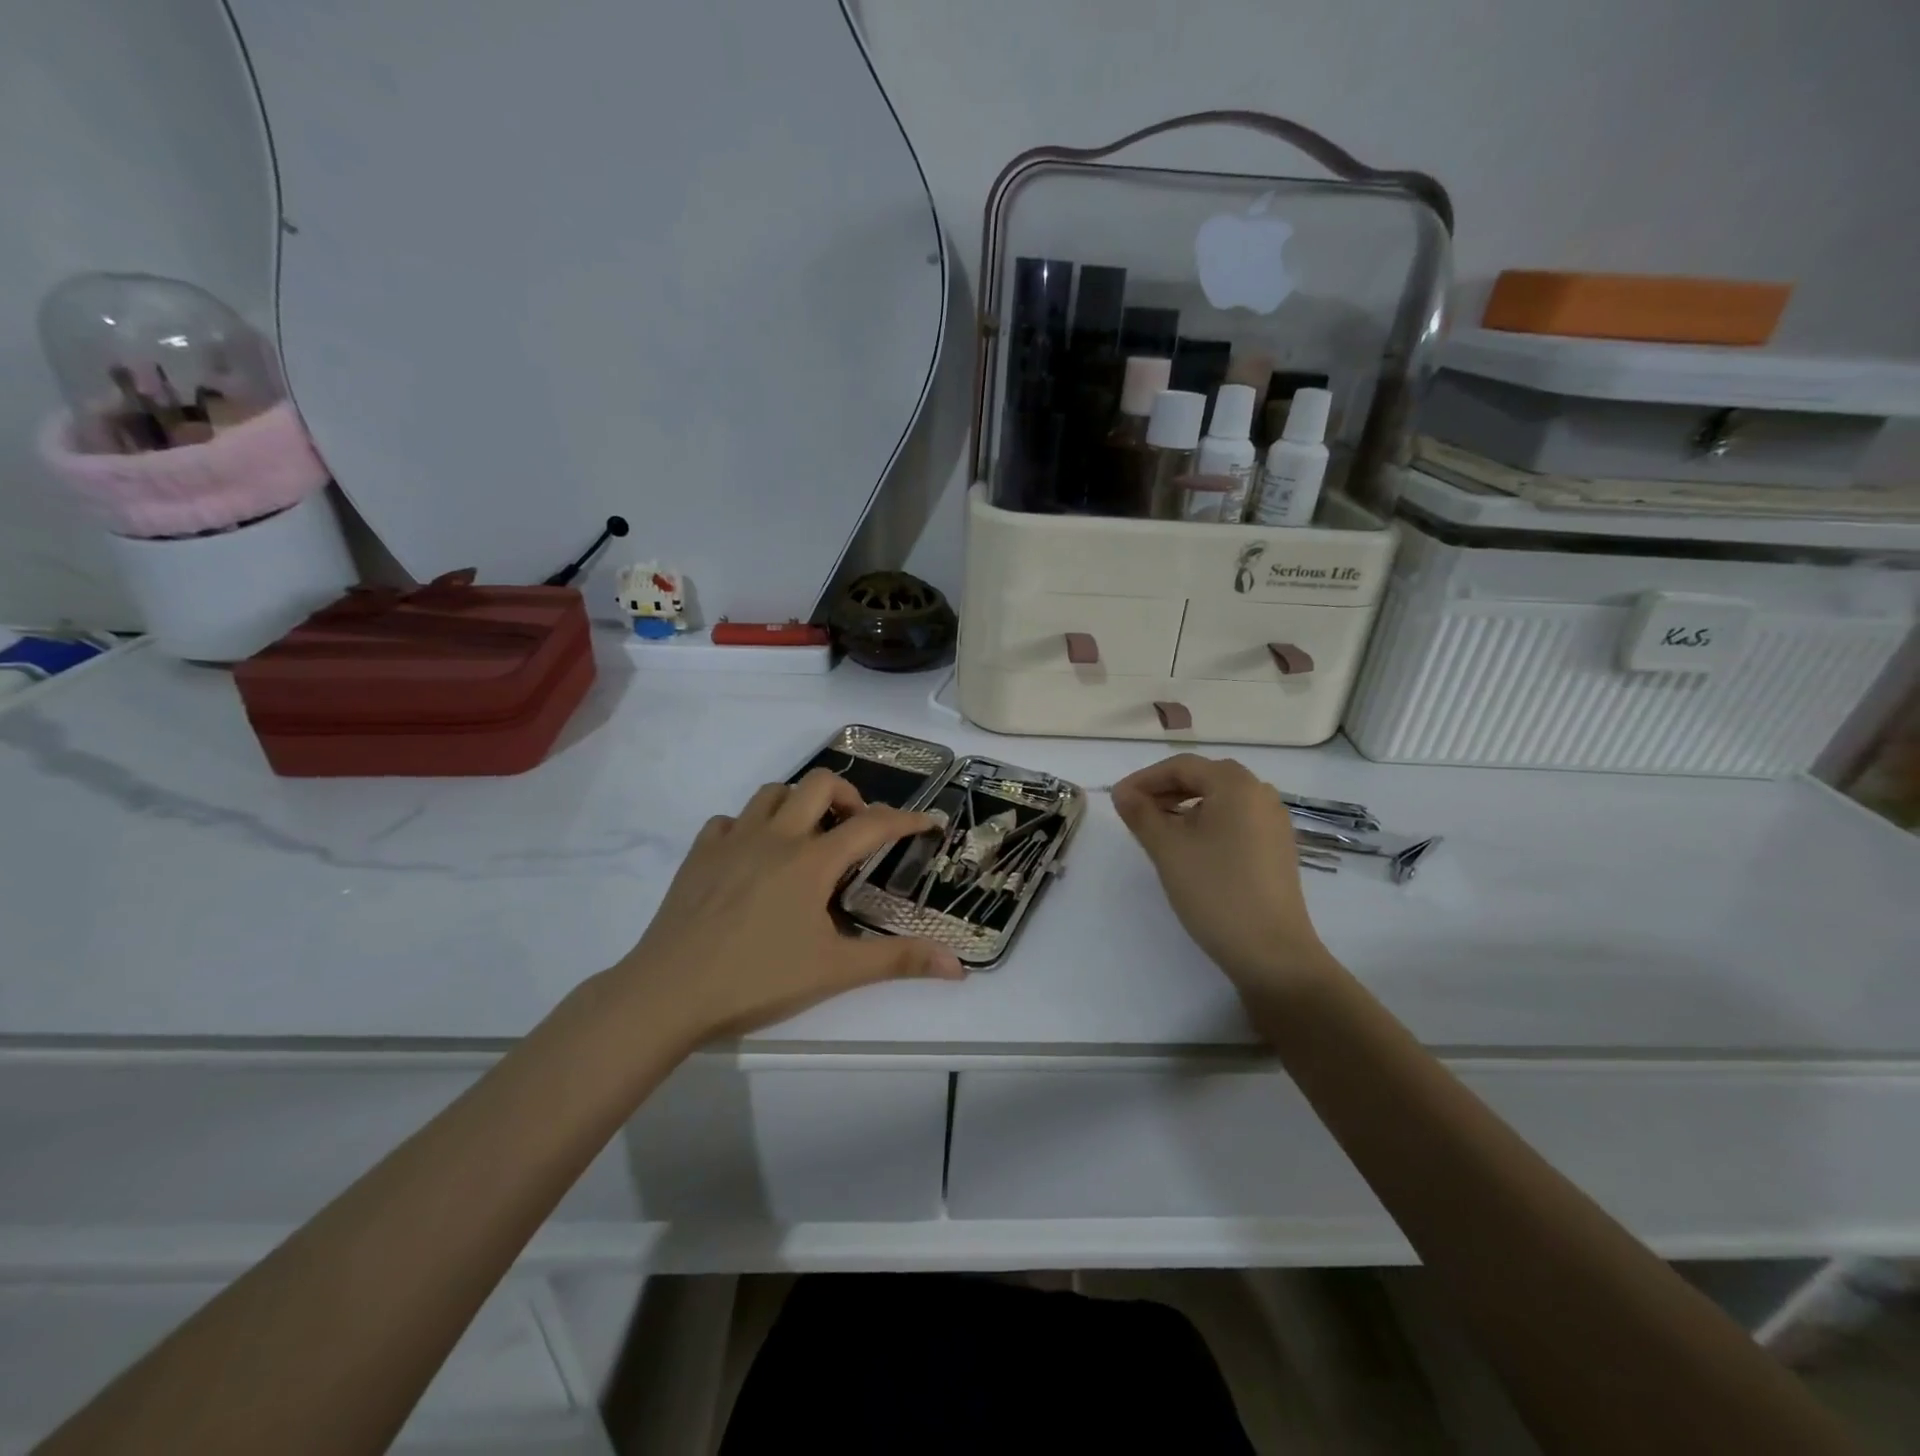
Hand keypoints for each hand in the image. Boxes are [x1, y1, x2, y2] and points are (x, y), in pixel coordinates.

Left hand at [612, 770, 964, 1042]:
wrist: (668, 993)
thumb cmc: (758, 980)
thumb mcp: (835, 971)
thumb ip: (898, 961)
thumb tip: (959, 968)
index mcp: (812, 860)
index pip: (872, 824)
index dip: (906, 819)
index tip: (928, 822)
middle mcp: (775, 836)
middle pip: (820, 784)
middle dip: (849, 796)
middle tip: (857, 830)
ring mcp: (733, 840)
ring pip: (773, 792)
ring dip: (800, 803)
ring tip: (809, 837)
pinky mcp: (700, 854)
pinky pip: (731, 820)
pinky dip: (751, 827)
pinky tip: (754, 857)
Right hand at [1112, 754, 1338, 999]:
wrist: (1271, 952)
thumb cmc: (1214, 891)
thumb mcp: (1167, 849)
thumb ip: (1141, 814)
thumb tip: (1122, 792)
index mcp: (1236, 785)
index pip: (1182, 766)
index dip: (1145, 778)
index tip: (1118, 800)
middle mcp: (1260, 794)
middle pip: (1204, 777)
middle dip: (1165, 789)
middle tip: (1135, 811)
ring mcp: (1274, 822)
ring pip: (1221, 799)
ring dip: (1186, 805)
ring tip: (1157, 829)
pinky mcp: (1277, 847)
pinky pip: (1236, 819)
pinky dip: (1208, 822)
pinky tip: (1190, 847)